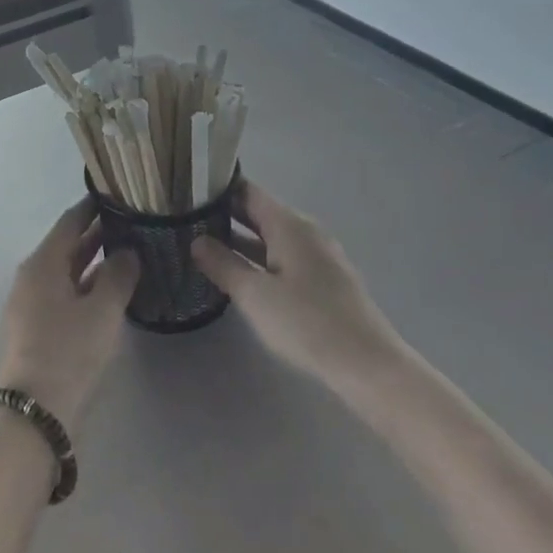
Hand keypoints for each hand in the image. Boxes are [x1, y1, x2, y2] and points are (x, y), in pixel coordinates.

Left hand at [0, 198, 140, 426]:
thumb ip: (119, 275)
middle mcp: (32, 277)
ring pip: (68, 272)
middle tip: (133, 223)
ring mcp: (32, 304)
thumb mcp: (102, 310)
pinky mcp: (37, 329)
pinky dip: (88, 286)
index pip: (70, 222)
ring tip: (130, 252)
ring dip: (95, 262)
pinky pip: (66, 294)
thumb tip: (128, 252)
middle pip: (67, 246)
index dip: (93, 206)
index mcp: (42, 263)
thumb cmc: (69, 351)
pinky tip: (113, 291)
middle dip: (98, 234)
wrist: (36, 411)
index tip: (119, 194)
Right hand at [193, 180, 410, 389]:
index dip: (217, 188)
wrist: (366, 364)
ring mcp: (317, 255)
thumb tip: (196, 241)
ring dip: (239, 239)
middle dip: (224, 214)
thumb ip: (223, 264)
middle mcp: (305, 231)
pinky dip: (258, 257)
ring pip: (270, 237)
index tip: (186, 192)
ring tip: (202, 244)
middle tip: (185, 218)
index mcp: (289, 225)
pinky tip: (239, 273)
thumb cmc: (306, 322)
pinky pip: (283, 256)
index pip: (247, 191)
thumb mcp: (254, 294)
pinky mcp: (323, 279)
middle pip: (259, 212)